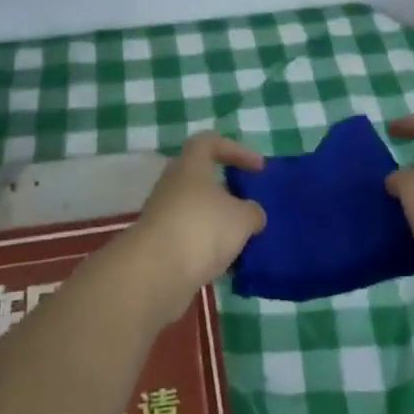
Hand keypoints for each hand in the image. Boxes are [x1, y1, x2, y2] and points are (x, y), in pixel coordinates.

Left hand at [119, 133, 266, 324]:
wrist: (155, 272)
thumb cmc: (203, 229)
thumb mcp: (243, 218)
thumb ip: (253, 212)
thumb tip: (252, 214)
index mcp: (190, 165)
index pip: (209, 142)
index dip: (236, 149)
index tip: (258, 168)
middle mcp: (172, 184)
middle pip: (201, 177)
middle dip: (227, 190)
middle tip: (248, 203)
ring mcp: (162, 213)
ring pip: (196, 209)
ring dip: (218, 221)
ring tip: (242, 238)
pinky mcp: (158, 243)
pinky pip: (188, 236)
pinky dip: (206, 245)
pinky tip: (225, 262)